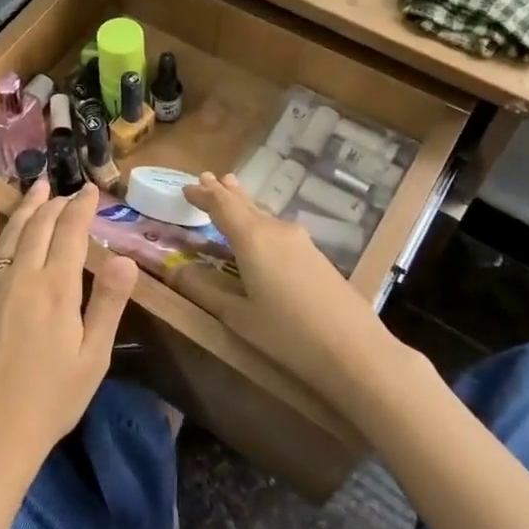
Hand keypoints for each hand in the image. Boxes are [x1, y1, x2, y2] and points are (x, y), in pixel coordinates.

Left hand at [0, 181, 136, 484]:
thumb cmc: (51, 400)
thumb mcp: (92, 357)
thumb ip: (107, 303)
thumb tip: (125, 258)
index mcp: (57, 288)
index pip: (71, 233)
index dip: (82, 208)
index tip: (91, 191)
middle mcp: (22, 275)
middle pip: (40, 226)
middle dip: (57, 204)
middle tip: (69, 191)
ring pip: (11, 232)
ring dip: (26, 206)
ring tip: (37, 187)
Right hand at [181, 174, 389, 395]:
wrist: (356, 350)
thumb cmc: (288, 334)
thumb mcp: (238, 316)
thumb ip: (203, 289)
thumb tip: (171, 269)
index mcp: (252, 238)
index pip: (221, 205)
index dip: (202, 195)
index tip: (186, 187)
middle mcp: (275, 229)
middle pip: (244, 203)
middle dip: (223, 191)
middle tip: (206, 177)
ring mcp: (299, 240)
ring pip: (262, 213)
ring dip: (243, 202)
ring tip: (230, 189)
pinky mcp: (315, 254)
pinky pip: (277, 227)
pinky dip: (259, 219)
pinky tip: (259, 228)